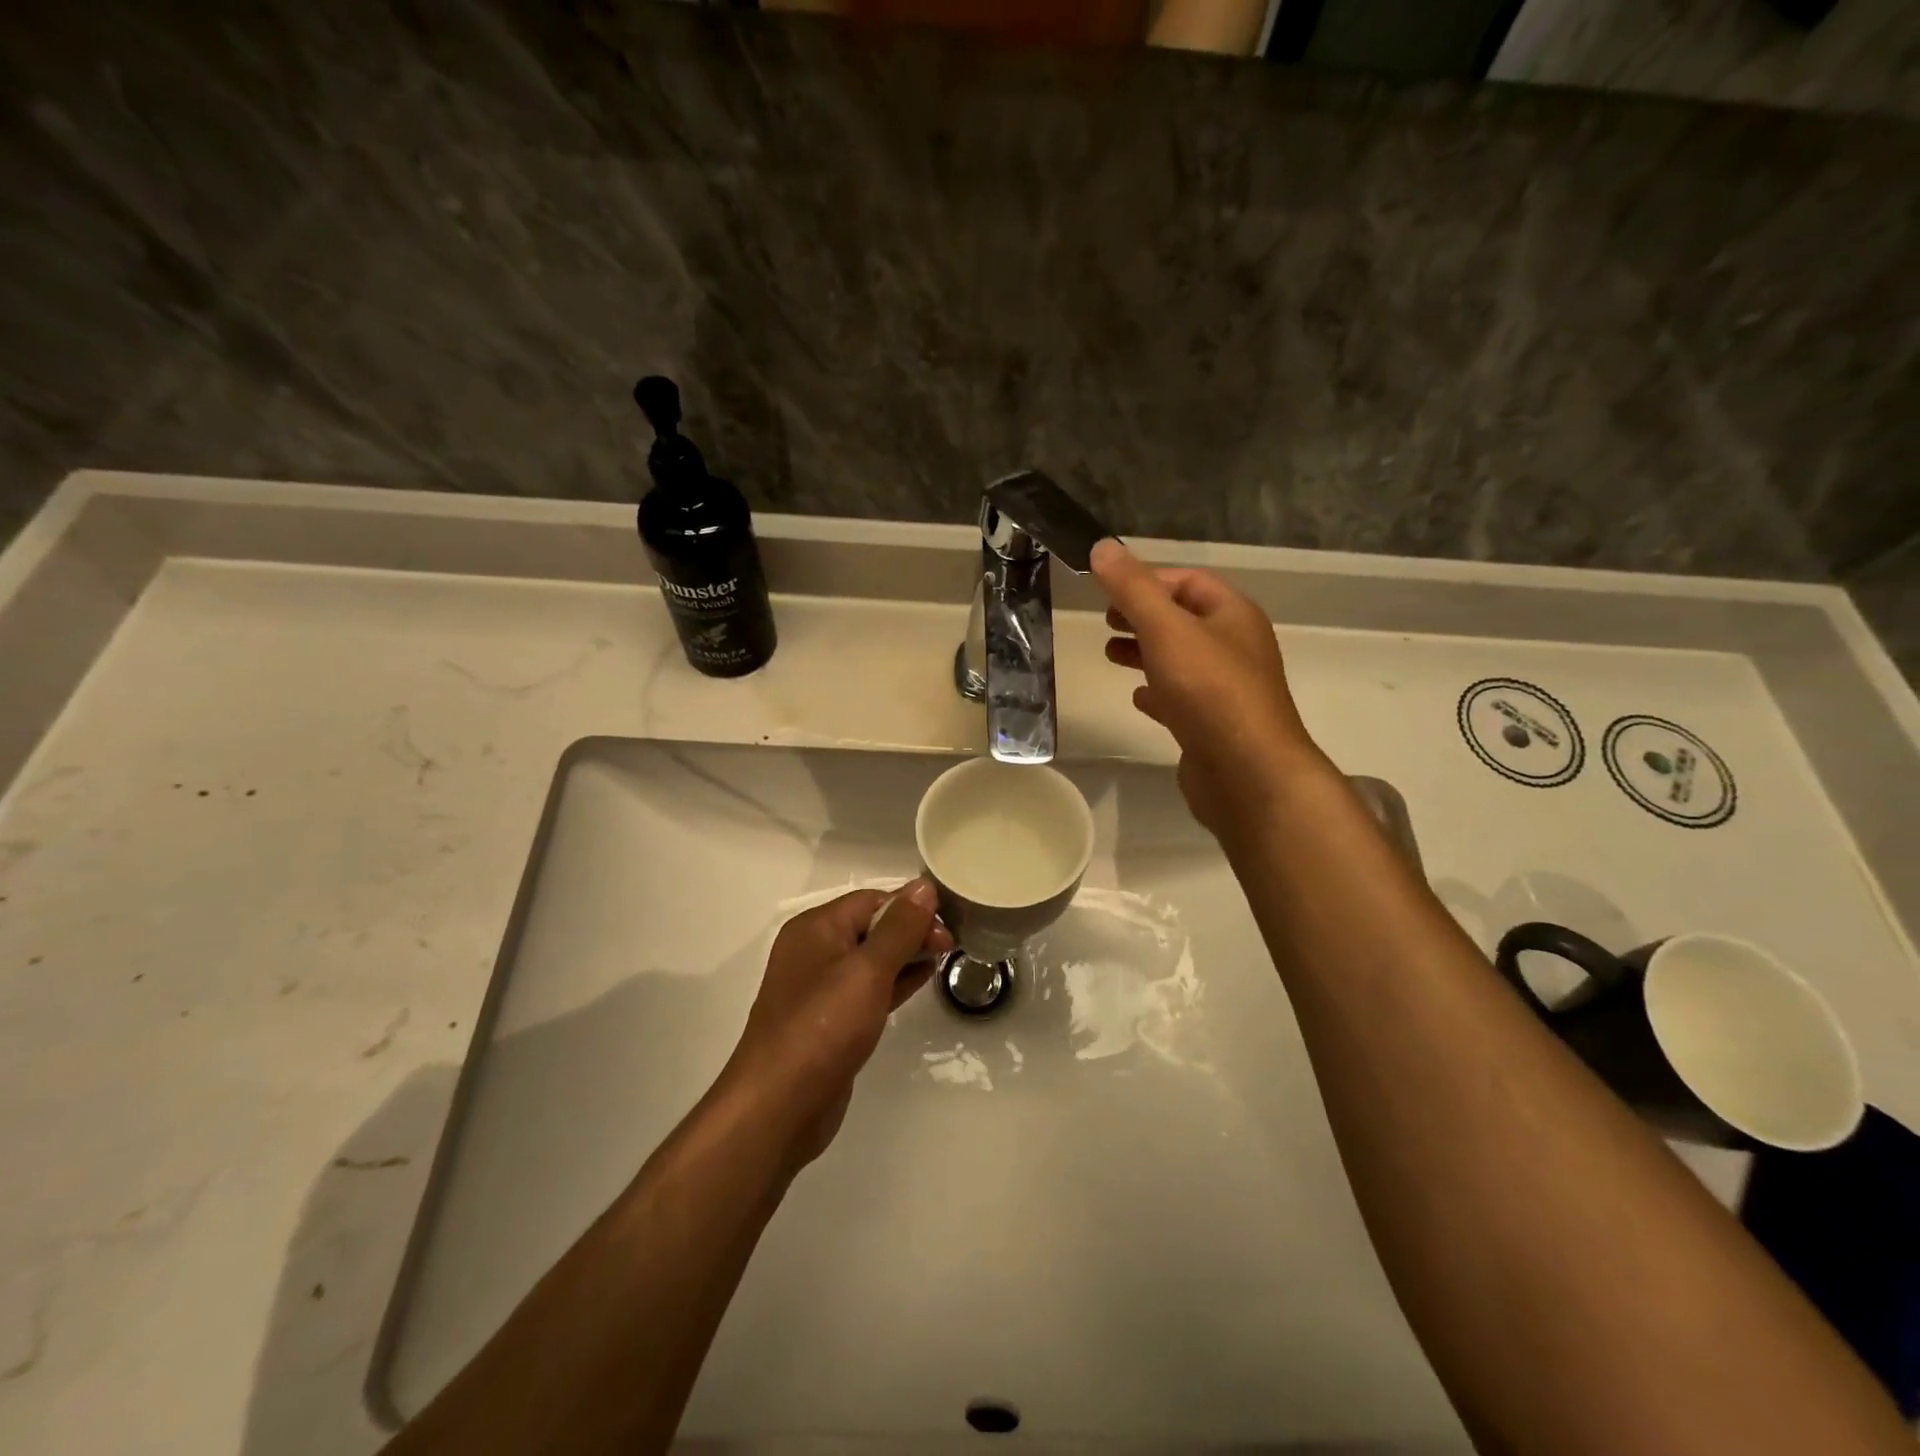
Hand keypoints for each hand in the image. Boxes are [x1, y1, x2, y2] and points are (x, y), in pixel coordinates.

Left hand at [720, 880, 951, 1170]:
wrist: (779, 1107)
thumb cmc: (823, 1028)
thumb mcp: (867, 970)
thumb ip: (899, 928)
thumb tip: (924, 886)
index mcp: (815, 928)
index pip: (871, 900)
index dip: (910, 907)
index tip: (948, 923)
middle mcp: (814, 951)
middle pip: (870, 927)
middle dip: (911, 930)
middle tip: (950, 945)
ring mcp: (819, 989)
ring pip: (871, 959)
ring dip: (906, 955)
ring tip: (944, 958)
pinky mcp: (830, 1022)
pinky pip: (867, 989)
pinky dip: (894, 982)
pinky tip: (921, 980)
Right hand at [1092, 538, 1326, 839]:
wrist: (1247, 773)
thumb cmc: (1209, 691)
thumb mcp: (1166, 629)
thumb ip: (1132, 589)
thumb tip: (1102, 546)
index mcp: (1233, 615)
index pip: (1189, 581)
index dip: (1148, 579)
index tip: (1108, 589)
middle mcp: (1235, 647)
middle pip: (1184, 619)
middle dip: (1143, 616)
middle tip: (1105, 621)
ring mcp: (1226, 690)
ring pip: (1181, 659)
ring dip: (1145, 652)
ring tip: (1110, 654)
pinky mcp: (1214, 726)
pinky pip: (1182, 698)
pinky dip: (1157, 692)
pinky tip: (1137, 698)